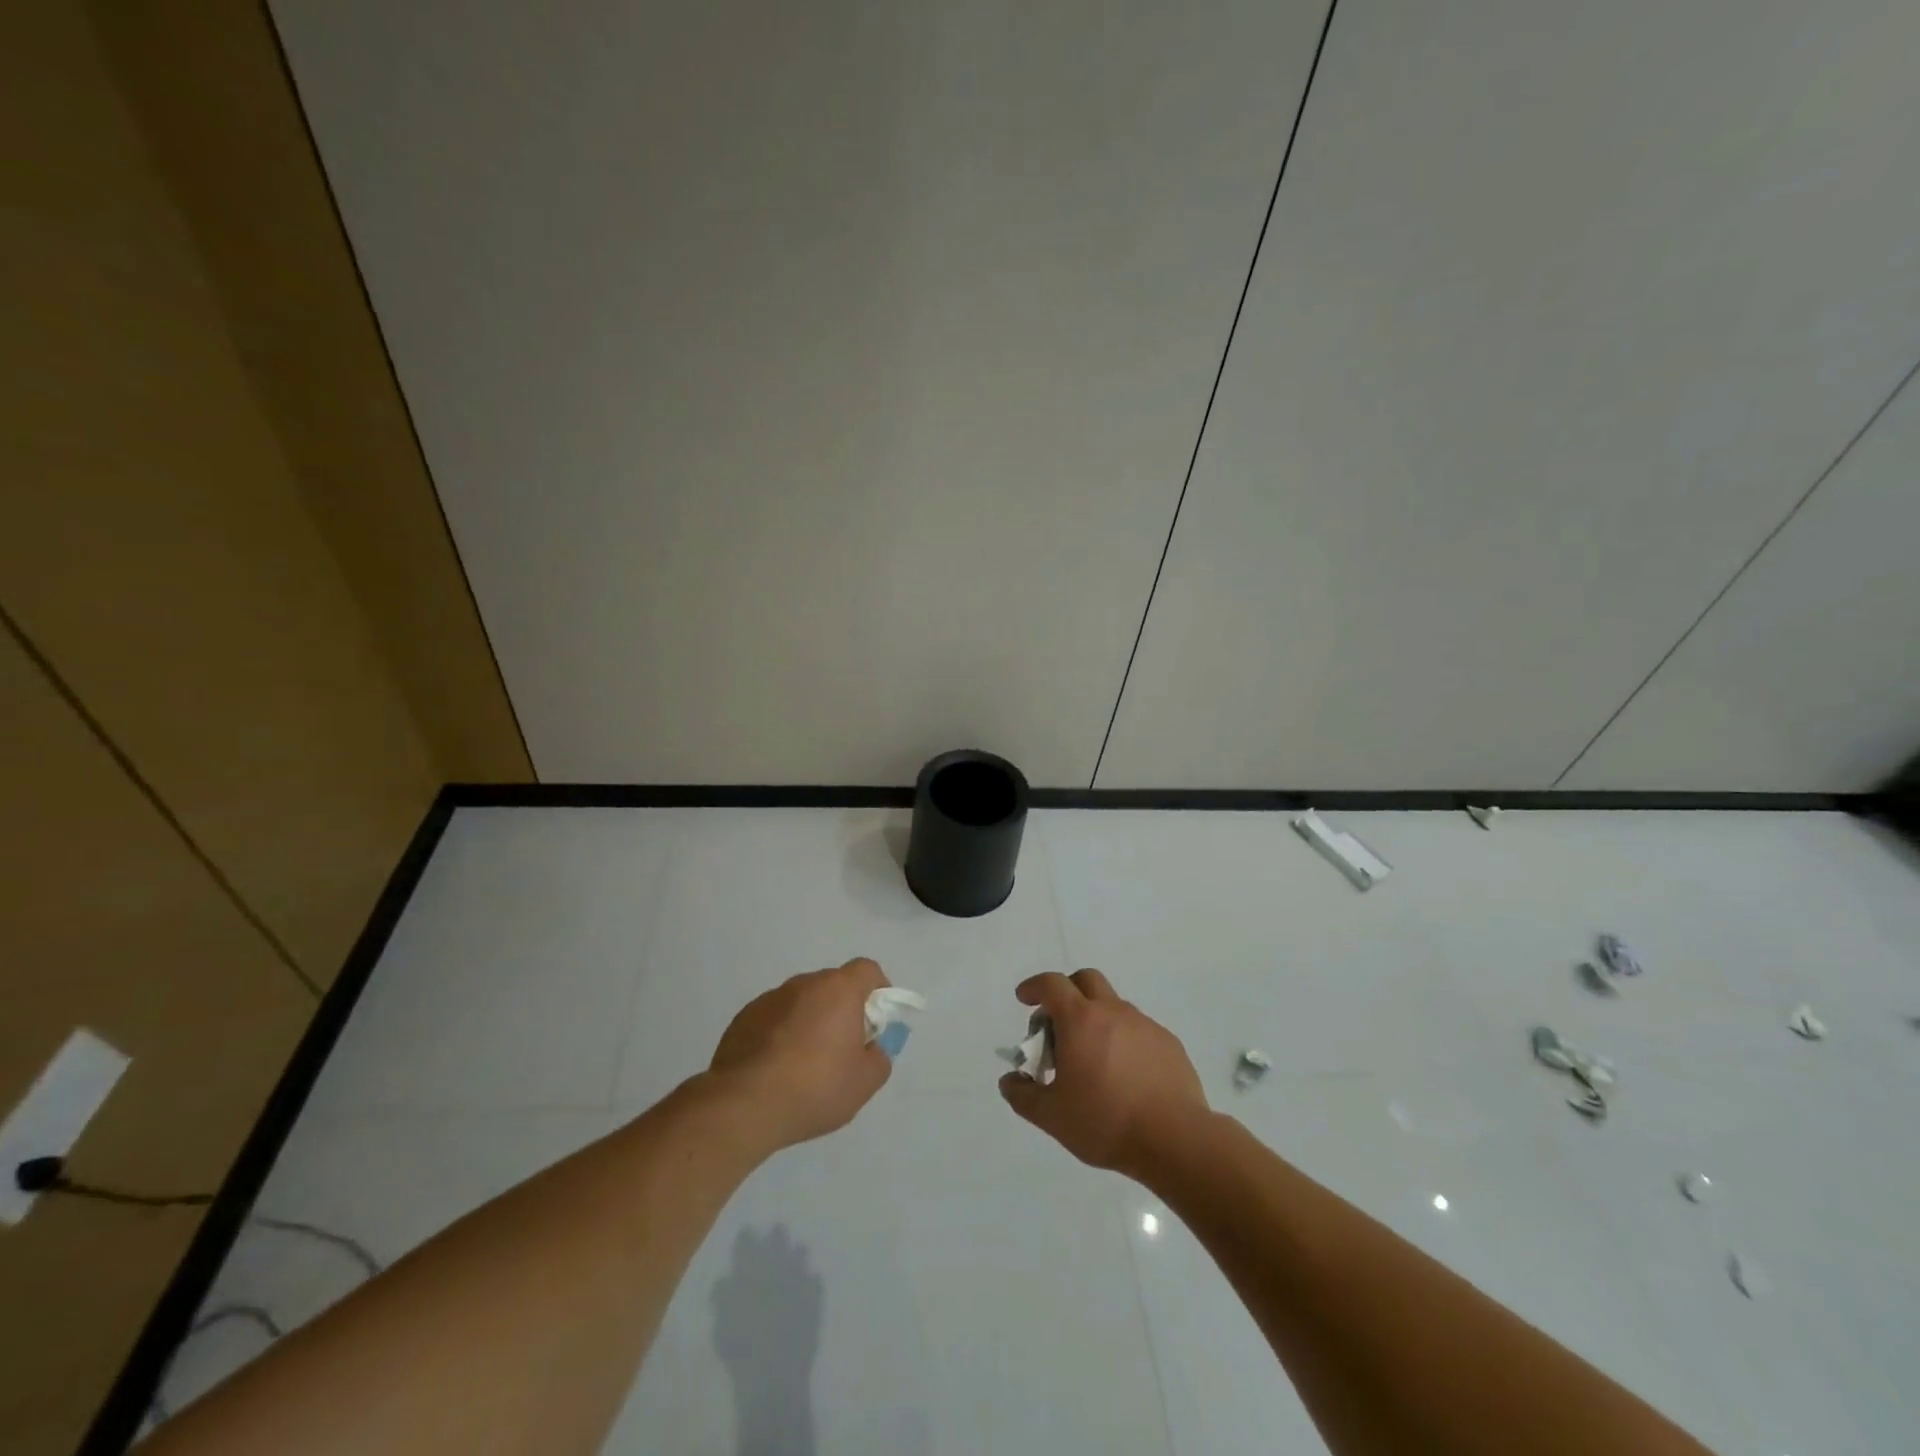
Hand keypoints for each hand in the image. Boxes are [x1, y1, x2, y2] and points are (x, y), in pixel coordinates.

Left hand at [708, 957, 892, 1149]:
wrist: (744, 1105)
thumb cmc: (815, 1087)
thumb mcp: (865, 1082)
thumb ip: (879, 1057)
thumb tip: (870, 1047)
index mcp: (838, 990)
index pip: (866, 970)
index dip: (877, 990)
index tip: (876, 1020)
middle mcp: (804, 984)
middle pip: (833, 986)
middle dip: (842, 1009)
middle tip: (842, 1048)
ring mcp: (770, 999)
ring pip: (801, 1002)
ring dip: (809, 1022)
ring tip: (804, 1065)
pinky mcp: (743, 1018)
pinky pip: (773, 1018)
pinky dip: (781, 1034)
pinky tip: (776, 1069)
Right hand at [998, 969, 1208, 1178]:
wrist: (1174, 1139)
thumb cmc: (1105, 1121)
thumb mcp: (1052, 1116)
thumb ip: (1023, 1095)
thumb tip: (1009, 1081)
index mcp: (1080, 1020)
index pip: (1052, 984)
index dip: (1034, 987)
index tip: (1025, 999)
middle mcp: (1113, 1011)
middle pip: (1086, 979)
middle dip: (1067, 991)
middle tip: (1058, 1024)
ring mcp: (1144, 1025)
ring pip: (1114, 1005)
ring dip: (1096, 1018)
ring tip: (1092, 1058)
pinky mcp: (1169, 1043)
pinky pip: (1139, 1029)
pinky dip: (1124, 1039)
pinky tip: (1125, 1074)